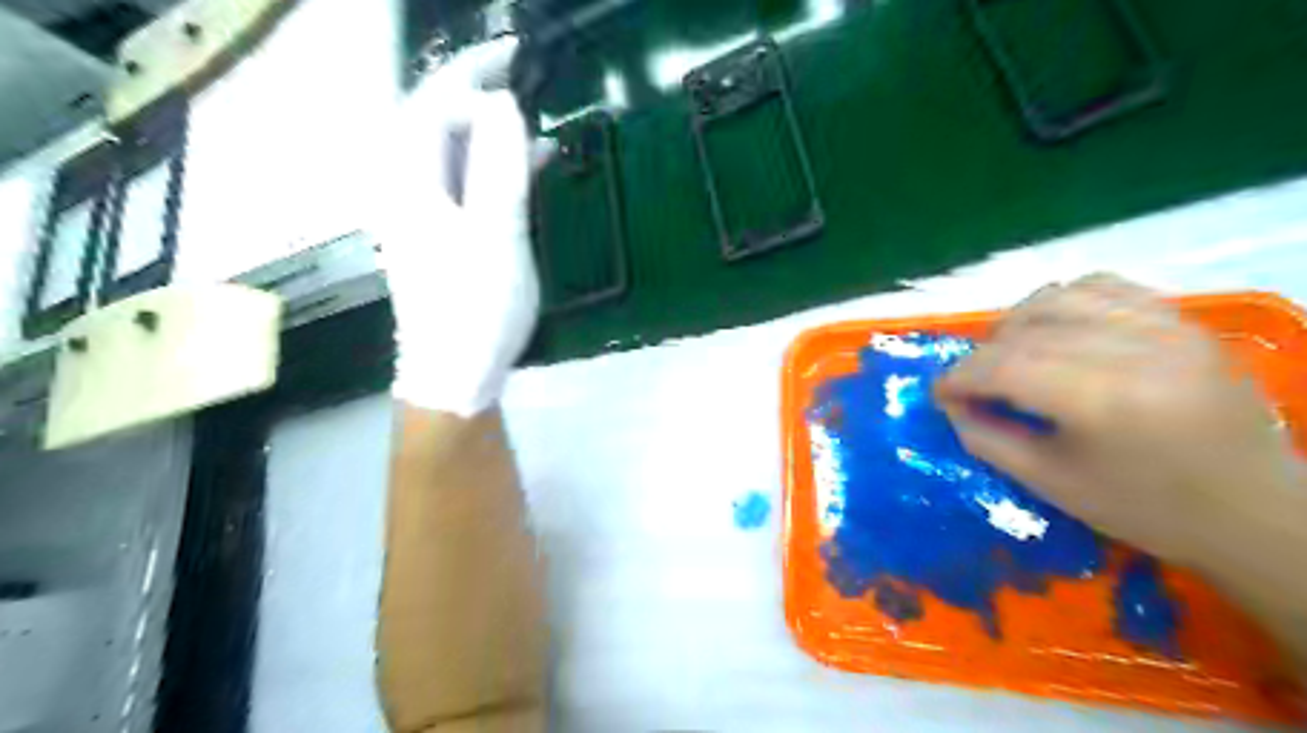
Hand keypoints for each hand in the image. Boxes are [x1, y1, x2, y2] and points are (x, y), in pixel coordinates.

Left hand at [372, 39, 539, 416]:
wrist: (455, 373)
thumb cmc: (475, 307)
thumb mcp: (496, 235)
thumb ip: (499, 167)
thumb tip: (503, 104)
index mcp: (412, 181)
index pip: (435, 103)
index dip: (474, 72)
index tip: (518, 56)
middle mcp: (410, 188)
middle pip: (438, 122)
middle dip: (480, 94)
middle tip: (526, 77)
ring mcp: (427, 213)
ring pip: (457, 153)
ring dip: (494, 131)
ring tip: (537, 122)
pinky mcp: (446, 235)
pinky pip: (469, 183)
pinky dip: (498, 167)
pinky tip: (533, 167)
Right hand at [928, 275, 1295, 567]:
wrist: (1256, 512)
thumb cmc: (1146, 510)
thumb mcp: (1050, 484)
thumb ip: (986, 438)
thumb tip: (949, 405)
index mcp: (1103, 401)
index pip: (1004, 365)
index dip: (959, 377)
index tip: (938, 394)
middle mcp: (1135, 350)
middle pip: (1026, 329)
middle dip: (982, 355)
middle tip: (971, 384)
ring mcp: (1165, 327)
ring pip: (1058, 298)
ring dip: (1016, 324)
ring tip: (1009, 354)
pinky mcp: (1182, 320)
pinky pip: (1103, 287)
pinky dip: (1063, 303)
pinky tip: (1056, 331)